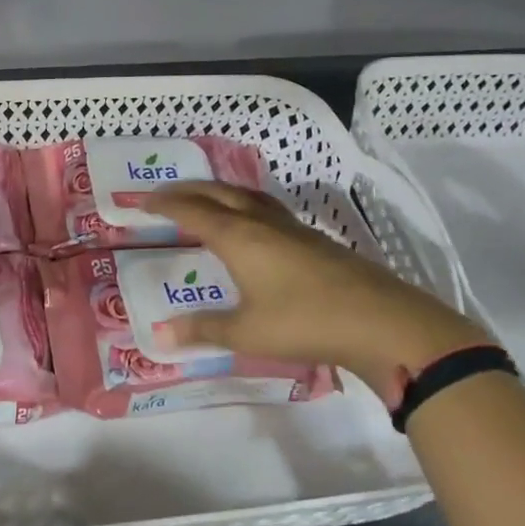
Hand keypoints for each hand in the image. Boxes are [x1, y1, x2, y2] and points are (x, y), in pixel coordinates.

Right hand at [140, 181, 491, 405]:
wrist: (382, 321)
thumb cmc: (305, 323)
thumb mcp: (247, 332)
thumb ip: (202, 329)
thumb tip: (158, 334)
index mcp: (239, 238)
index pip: (192, 211)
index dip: (165, 204)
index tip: (142, 201)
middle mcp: (263, 224)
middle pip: (219, 194)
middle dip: (189, 190)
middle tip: (166, 195)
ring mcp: (293, 229)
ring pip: (248, 197)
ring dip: (221, 193)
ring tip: (207, 200)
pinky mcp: (315, 241)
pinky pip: (269, 210)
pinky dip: (247, 208)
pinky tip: (254, 228)